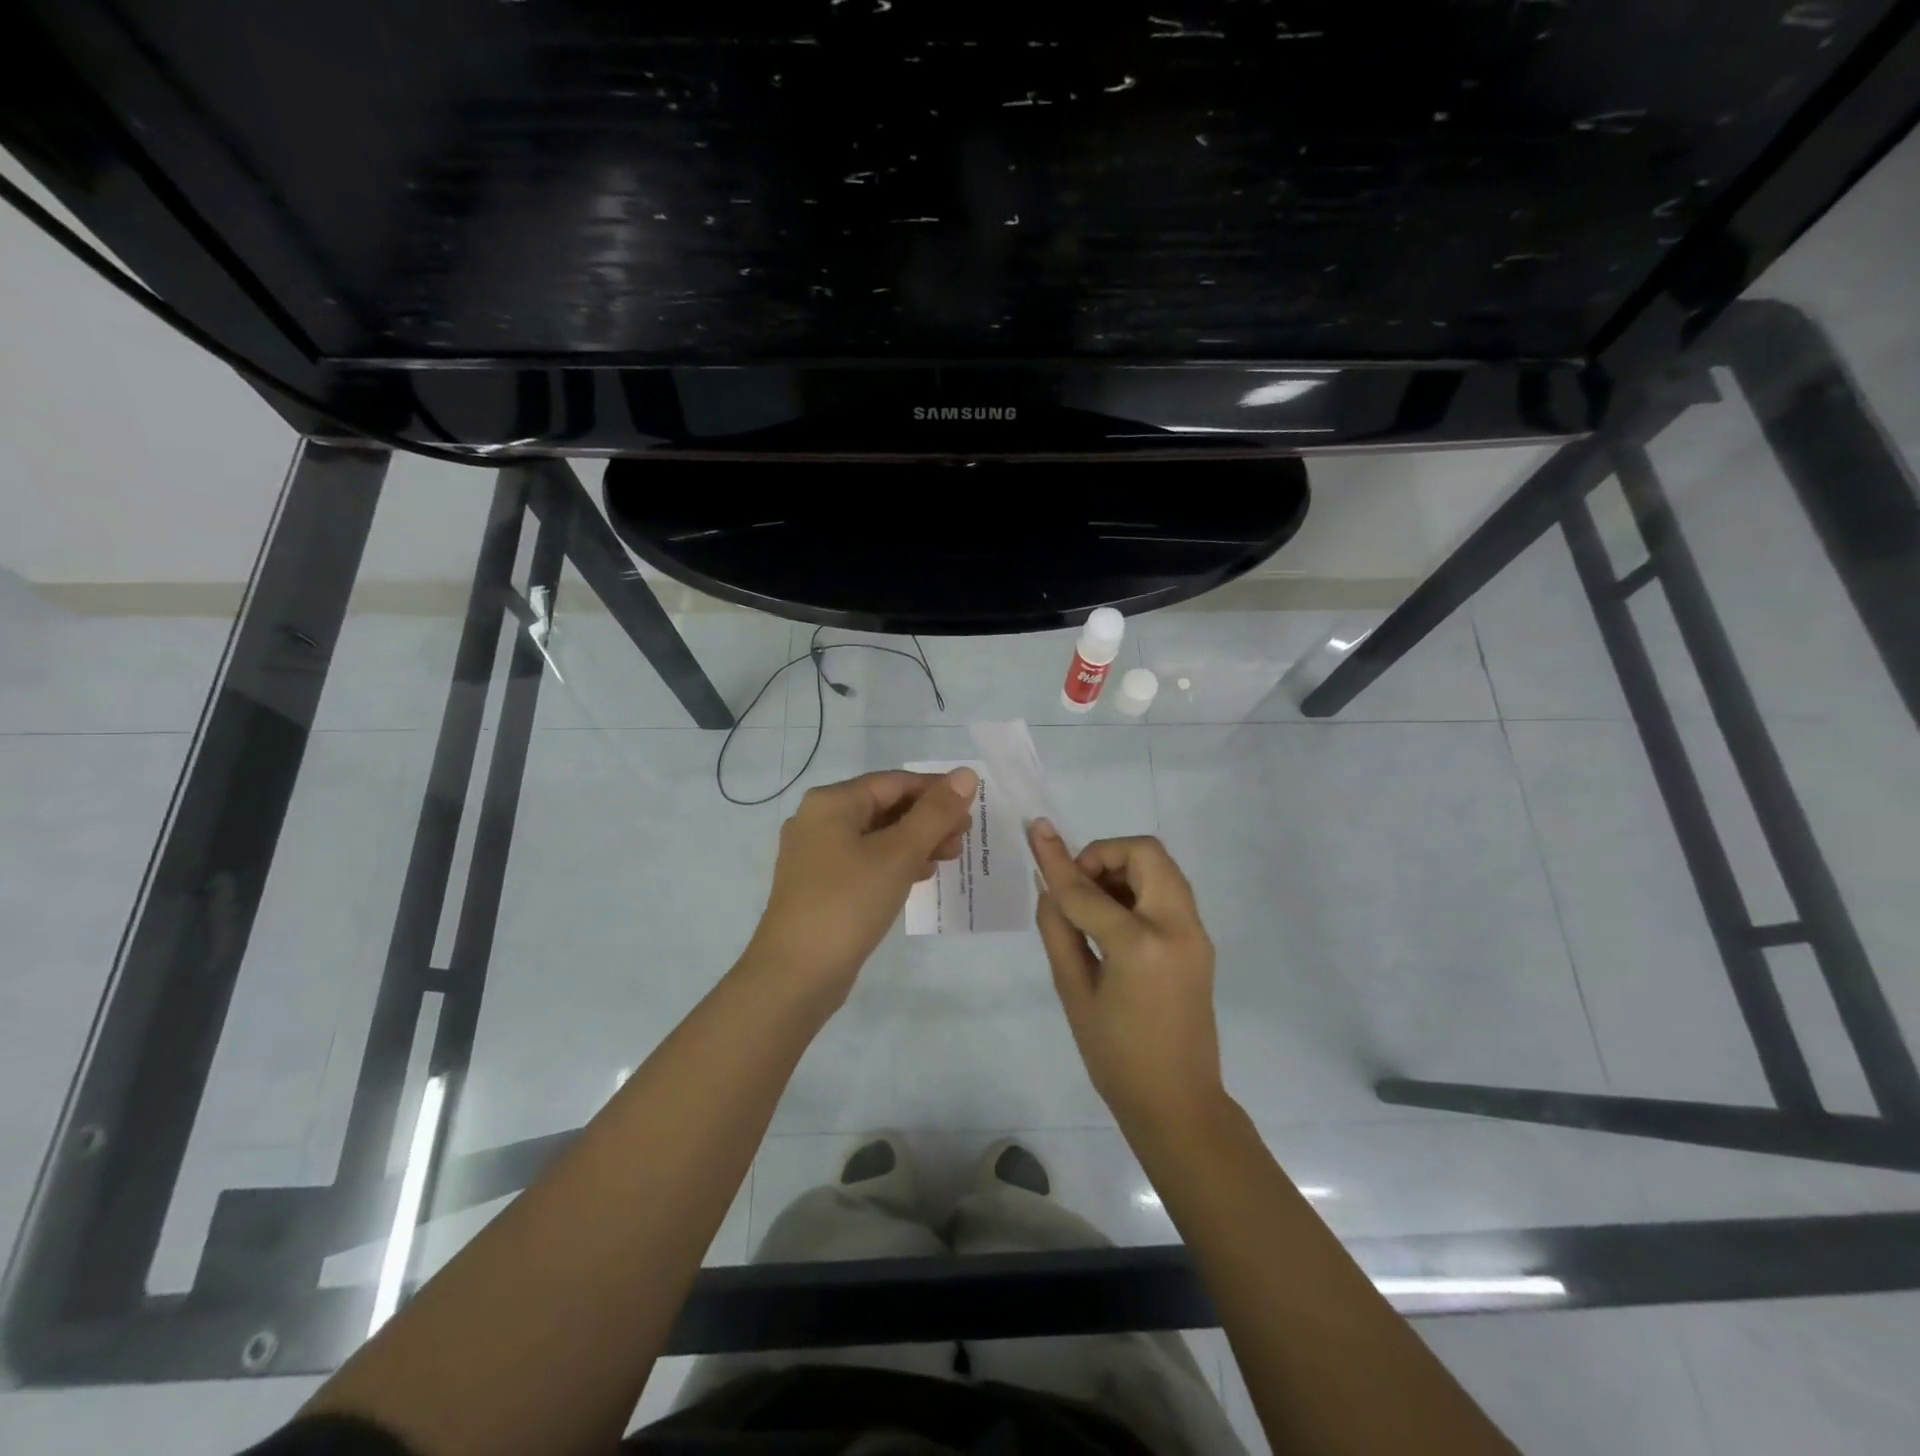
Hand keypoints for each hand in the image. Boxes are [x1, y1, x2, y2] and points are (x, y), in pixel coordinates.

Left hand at [743, 767, 978, 1005]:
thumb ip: (935, 813)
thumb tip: (966, 775)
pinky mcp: (819, 884)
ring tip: (949, 857)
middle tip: (963, 838)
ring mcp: (815, 854)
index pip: (894, 782)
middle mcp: (818, 819)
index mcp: (832, 802)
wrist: (795, 975)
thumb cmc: (848, 903)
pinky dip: (894, 862)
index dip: (936, 790)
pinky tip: (920, 875)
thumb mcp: (899, 854)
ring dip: (915, 841)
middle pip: (885, 806)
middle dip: (928, 818)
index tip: (972, 806)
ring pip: (876, 835)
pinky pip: (864, 860)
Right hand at [1028, 821, 1226, 1136]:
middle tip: (1077, 885)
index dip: (1057, 862)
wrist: (1178, 1103)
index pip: (1088, 891)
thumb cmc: (1115, 1057)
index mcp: (1140, 946)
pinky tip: (1113, 921)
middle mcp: (1177, 927)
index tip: (1036, 831)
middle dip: (1105, 854)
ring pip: (1161, 867)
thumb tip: (1047, 884)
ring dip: (1123, 869)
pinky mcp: (1200, 941)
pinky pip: (1168, 891)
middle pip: (1145, 852)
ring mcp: (1196, 932)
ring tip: (1092, 904)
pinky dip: (1138, 888)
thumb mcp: (1074, 993)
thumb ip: (1058, 930)